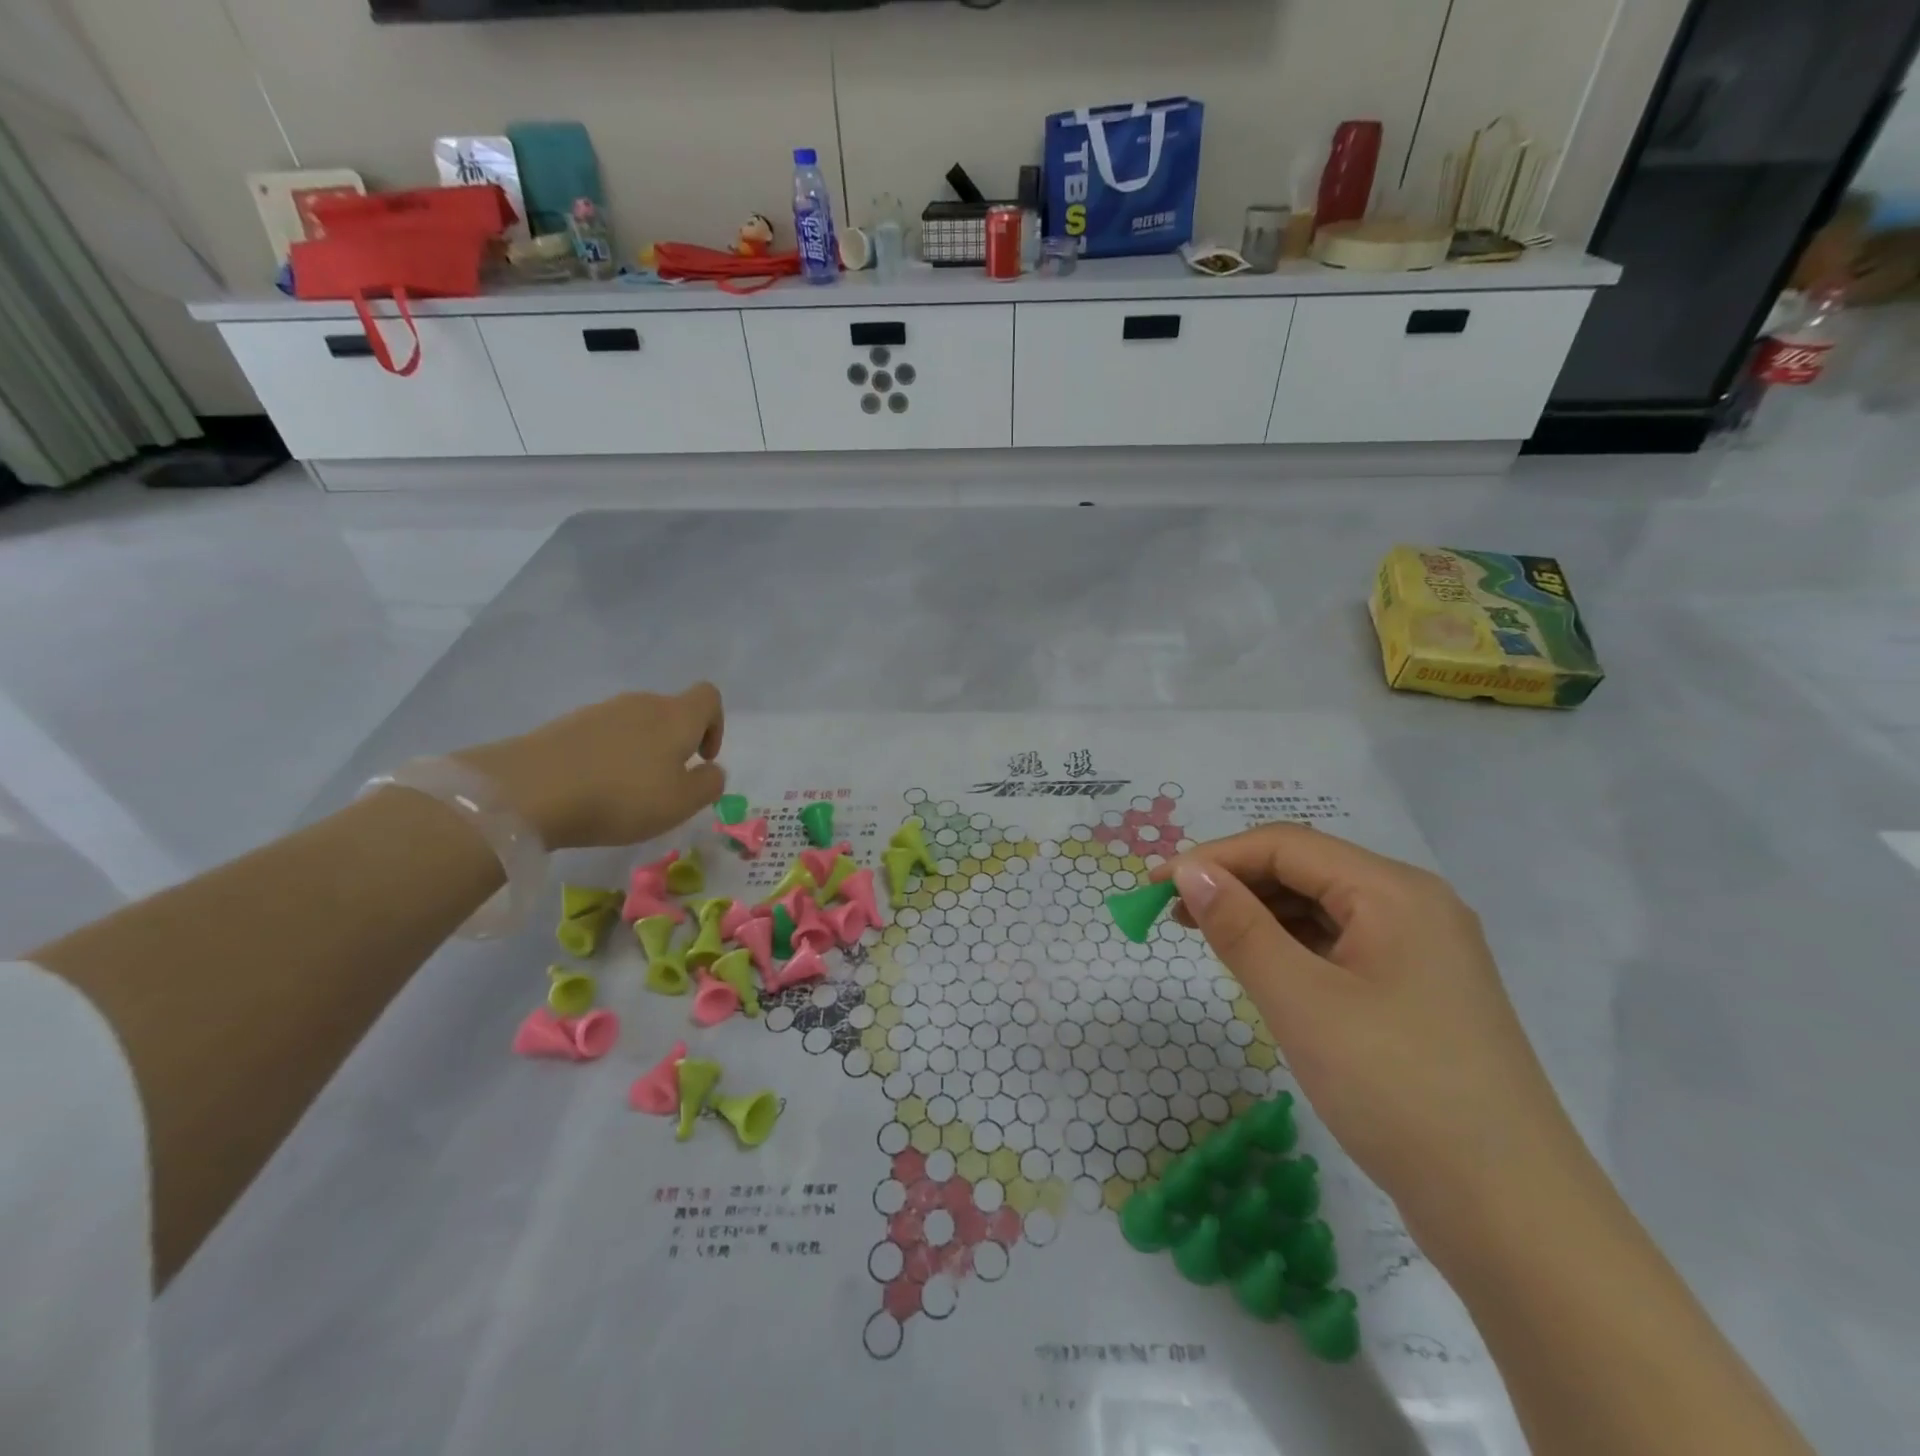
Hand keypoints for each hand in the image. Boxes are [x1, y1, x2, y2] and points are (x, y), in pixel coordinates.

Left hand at [454, 684, 725, 849]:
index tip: (702, 759)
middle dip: (675, 743)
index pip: (708, 697)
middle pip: (670, 711)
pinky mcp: (566, 725)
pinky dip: (608, 756)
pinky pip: (602, 735)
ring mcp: (600, 711)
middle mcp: (641, 703)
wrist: (528, 790)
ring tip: (626, 791)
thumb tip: (712, 770)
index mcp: (676, 716)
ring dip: (640, 751)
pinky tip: (593, 788)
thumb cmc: (620, 796)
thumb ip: (709, 784)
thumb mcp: (680, 803)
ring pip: (635, 723)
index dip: (715, 725)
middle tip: (665, 784)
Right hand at [1160, 825, 1585, 1240]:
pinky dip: (1291, 947)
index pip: (1287, 846)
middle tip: (1172, 911)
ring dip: (1259, 914)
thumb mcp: (1302, 1001)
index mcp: (1394, 891)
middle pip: (1306, 870)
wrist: (1513, 1218)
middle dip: (1236, 883)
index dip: (1215, 857)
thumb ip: (1240, 927)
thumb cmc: (1397, 1091)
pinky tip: (1260, 967)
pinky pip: (1340, 946)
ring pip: (1322, 909)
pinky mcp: (1417, 993)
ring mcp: (1421, 951)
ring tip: (1204, 934)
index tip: (1156, 884)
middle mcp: (1413, 906)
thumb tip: (1189, 871)